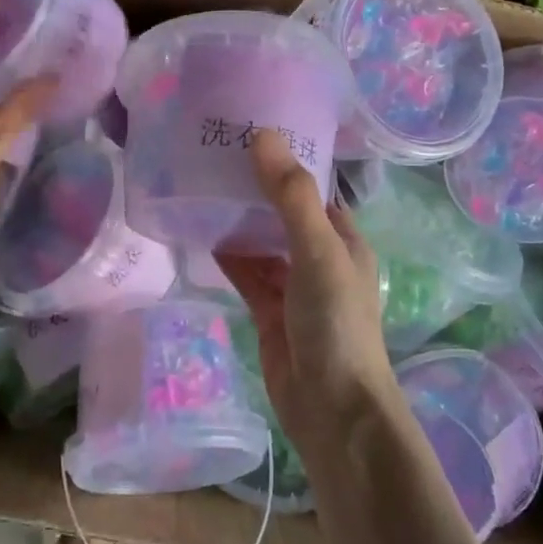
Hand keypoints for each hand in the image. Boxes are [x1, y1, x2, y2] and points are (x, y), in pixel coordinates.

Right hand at [216, 131, 400, 457]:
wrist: (332, 410)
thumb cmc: (336, 324)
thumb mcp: (318, 252)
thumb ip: (292, 197)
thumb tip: (264, 136)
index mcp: (342, 239)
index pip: (312, 189)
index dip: (285, 162)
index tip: (247, 133)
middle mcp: (319, 258)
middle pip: (283, 214)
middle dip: (255, 189)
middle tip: (213, 155)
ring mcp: (293, 287)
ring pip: (261, 245)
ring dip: (238, 222)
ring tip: (200, 187)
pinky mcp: (269, 313)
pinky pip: (246, 275)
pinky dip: (228, 257)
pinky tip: (200, 234)